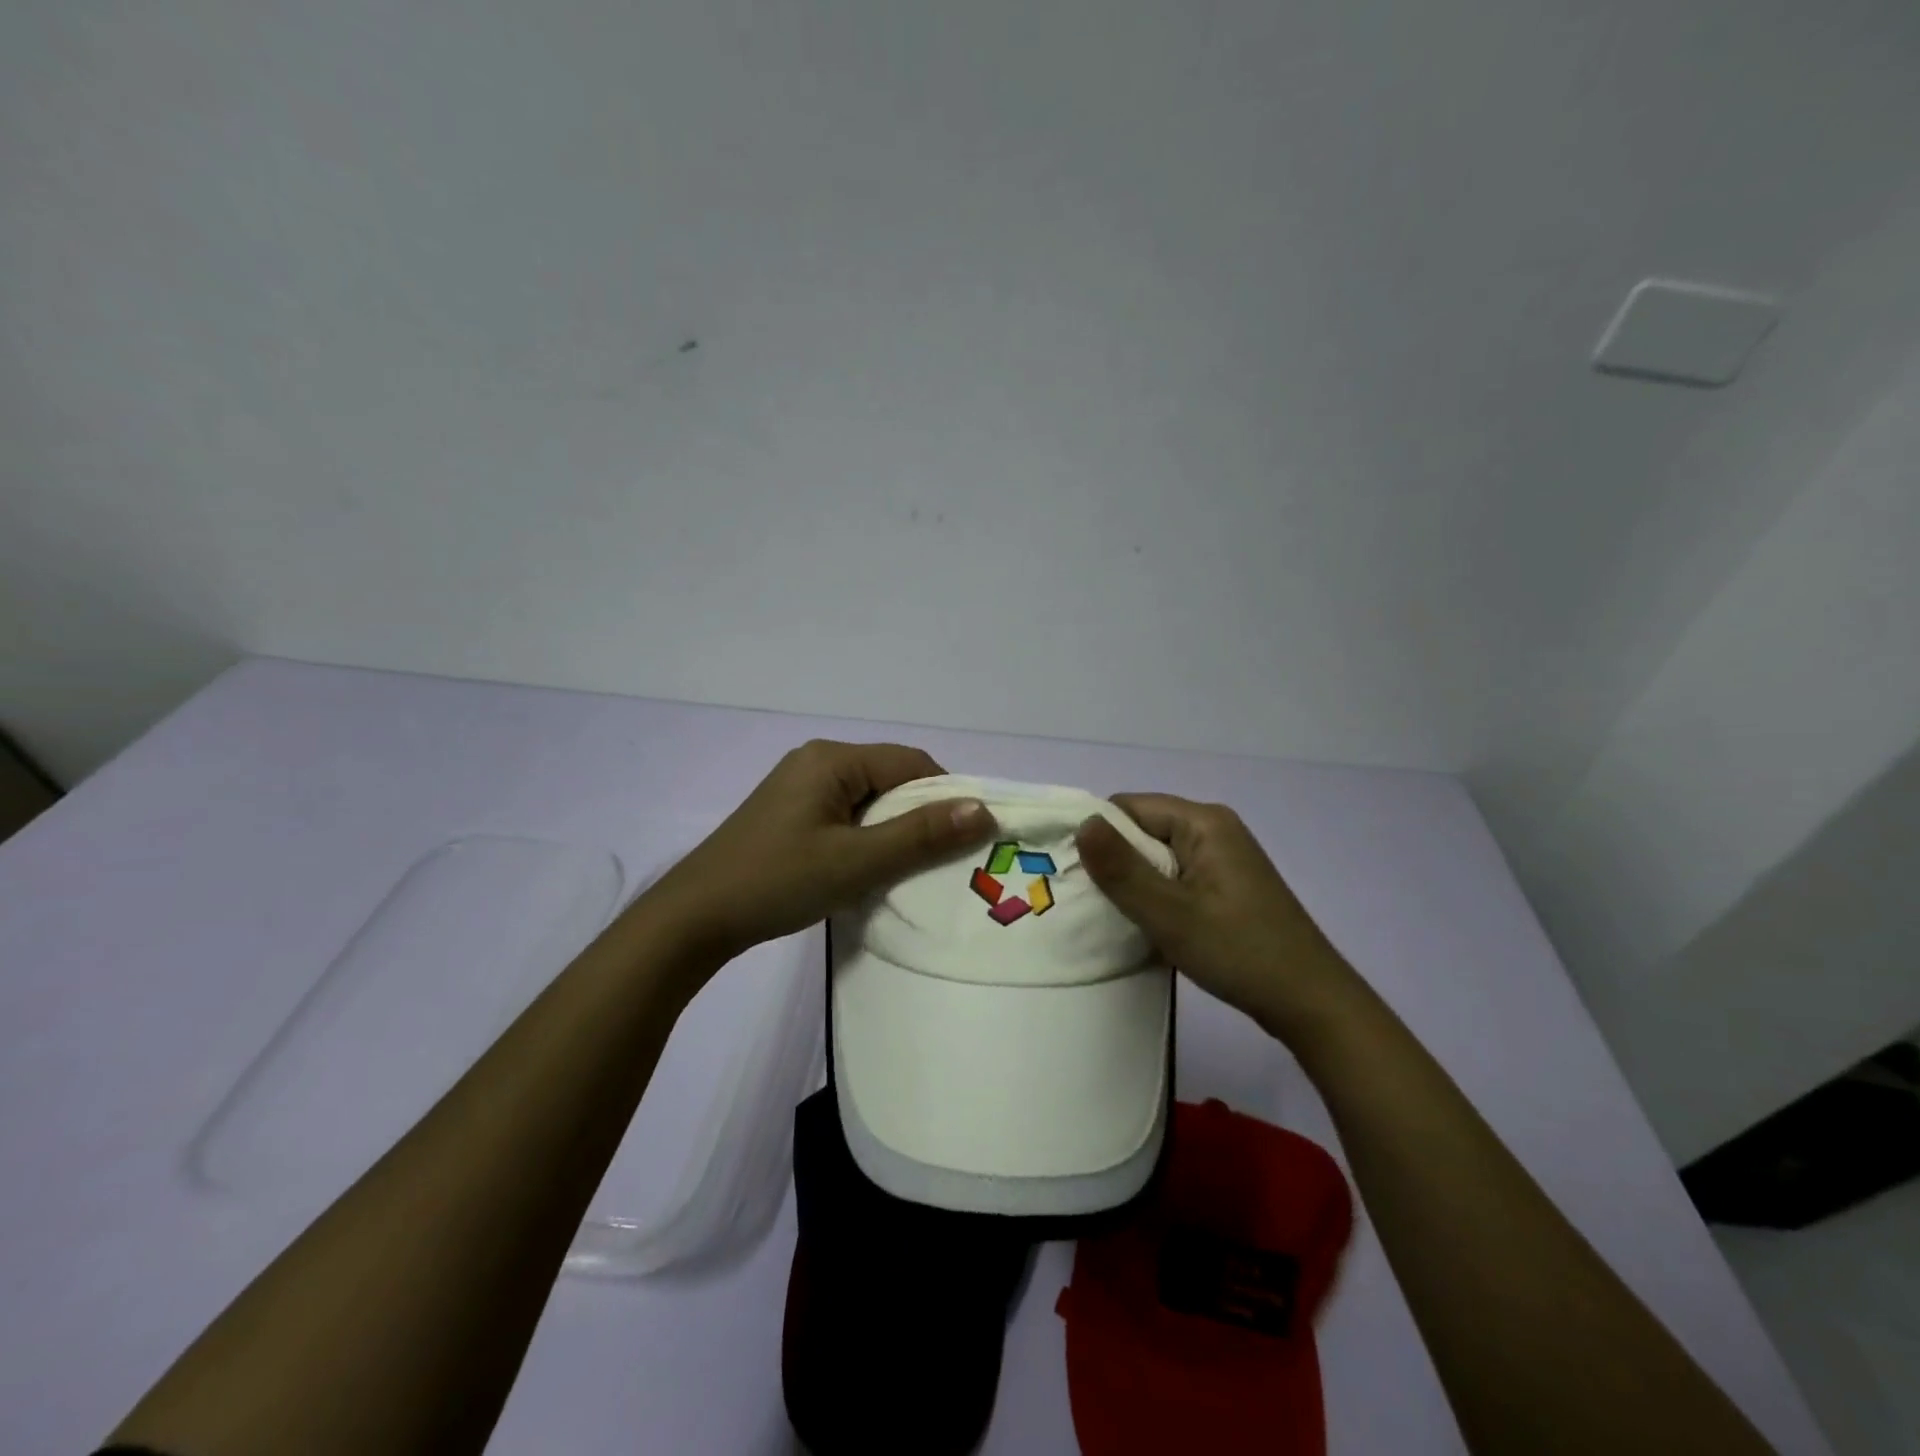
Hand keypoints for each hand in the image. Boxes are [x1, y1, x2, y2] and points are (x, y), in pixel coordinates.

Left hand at [645, 740, 994, 966]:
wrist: (695, 918)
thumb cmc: (778, 881)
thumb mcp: (857, 861)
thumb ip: (920, 835)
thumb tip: (981, 809)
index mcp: (832, 759)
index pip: (910, 763)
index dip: (945, 796)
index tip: (967, 839)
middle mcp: (816, 761)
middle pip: (889, 778)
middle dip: (919, 815)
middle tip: (942, 860)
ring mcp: (799, 787)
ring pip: (869, 800)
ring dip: (893, 830)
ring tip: (908, 869)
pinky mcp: (790, 814)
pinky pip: (846, 815)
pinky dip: (867, 837)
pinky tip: (869, 869)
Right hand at [1076, 793, 1363, 1043]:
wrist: (1310, 1003)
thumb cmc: (1238, 951)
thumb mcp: (1170, 913)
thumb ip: (1122, 869)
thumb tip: (1082, 822)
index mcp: (1203, 822)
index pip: (1129, 807)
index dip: (1097, 834)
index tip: (1073, 872)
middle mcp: (1214, 829)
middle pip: (1142, 830)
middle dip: (1114, 861)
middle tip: (1088, 901)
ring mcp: (1223, 859)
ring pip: (1157, 857)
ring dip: (1133, 883)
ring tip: (1110, 915)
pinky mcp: (1226, 886)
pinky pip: (1175, 877)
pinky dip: (1155, 895)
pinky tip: (1144, 925)